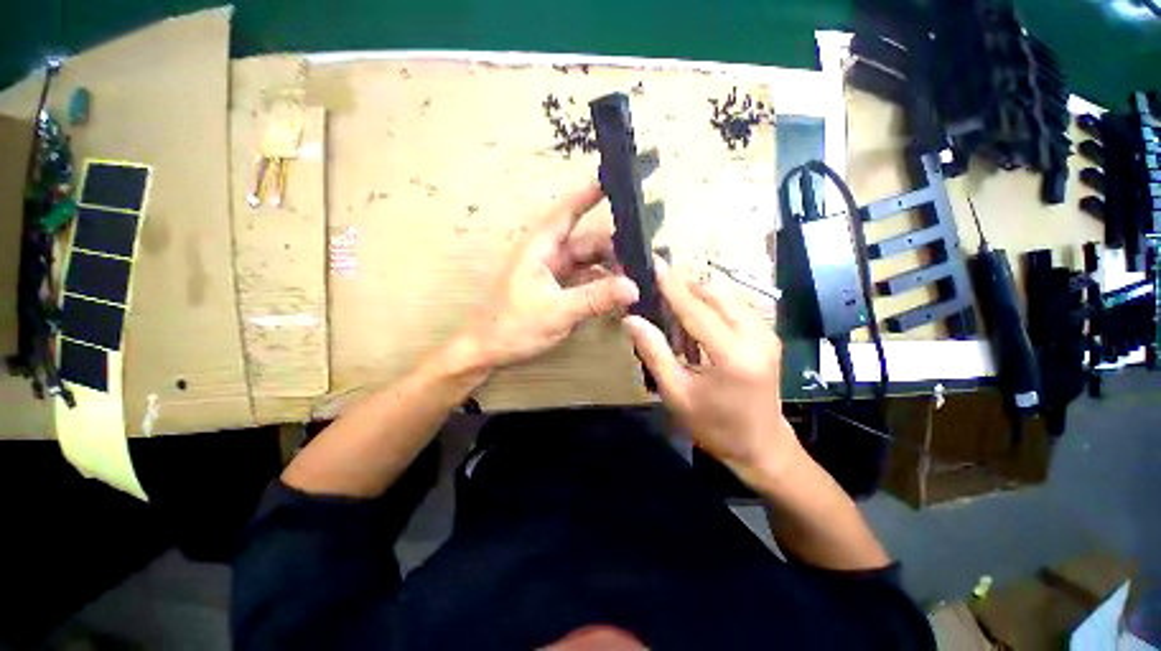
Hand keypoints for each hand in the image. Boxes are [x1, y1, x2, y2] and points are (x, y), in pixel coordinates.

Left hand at [459, 184, 639, 369]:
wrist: (487, 350)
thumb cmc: (512, 326)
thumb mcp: (557, 312)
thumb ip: (595, 298)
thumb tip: (633, 287)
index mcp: (541, 248)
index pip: (567, 212)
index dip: (589, 194)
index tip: (614, 179)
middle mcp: (548, 255)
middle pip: (587, 243)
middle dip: (614, 248)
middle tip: (645, 257)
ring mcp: (553, 274)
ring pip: (589, 263)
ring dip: (611, 269)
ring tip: (638, 278)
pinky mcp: (557, 291)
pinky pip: (585, 281)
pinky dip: (602, 286)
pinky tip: (619, 295)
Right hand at [623, 259, 801, 488]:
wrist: (761, 446)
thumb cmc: (714, 426)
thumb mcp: (676, 394)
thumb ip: (654, 353)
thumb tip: (631, 320)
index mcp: (733, 356)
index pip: (697, 309)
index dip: (672, 285)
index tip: (655, 263)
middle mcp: (757, 336)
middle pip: (717, 292)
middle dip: (686, 286)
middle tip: (658, 293)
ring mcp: (767, 333)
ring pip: (728, 295)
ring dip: (698, 296)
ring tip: (674, 315)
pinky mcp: (767, 335)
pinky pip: (735, 306)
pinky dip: (711, 306)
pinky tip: (695, 327)